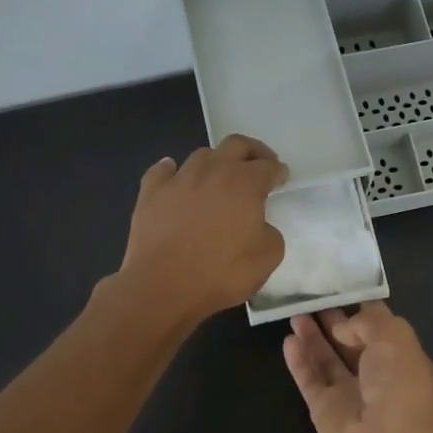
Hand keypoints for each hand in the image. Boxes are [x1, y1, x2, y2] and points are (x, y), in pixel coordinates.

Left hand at [115, 135, 287, 324]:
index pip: (268, 166)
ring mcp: (178, 179)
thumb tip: (259, 226)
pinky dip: (173, 170)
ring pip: (201, 155)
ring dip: (216, 162)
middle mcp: (212, 172)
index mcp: (244, 184)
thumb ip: (270, 233)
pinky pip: (163, 171)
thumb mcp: (267, 258)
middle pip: (236, 145)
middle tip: (258, 165)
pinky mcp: (150, 193)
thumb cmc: (221, 274)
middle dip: (252, 151)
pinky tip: (176, 178)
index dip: (278, 171)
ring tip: (220, 177)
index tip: (281, 178)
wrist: (163, 287)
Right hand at [283, 303, 432, 432]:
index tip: (338, 286)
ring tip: (294, 313)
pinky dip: (299, 360)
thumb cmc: (400, 384)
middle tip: (310, 298)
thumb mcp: (393, 337)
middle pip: (349, 341)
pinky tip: (288, 340)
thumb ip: (365, 322)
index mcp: (400, 356)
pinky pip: (309, 379)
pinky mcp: (324, 409)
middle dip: (332, 320)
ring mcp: (348, 392)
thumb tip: (340, 327)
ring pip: (326, 359)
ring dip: (312, 337)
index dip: (359, 307)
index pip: (378, 326)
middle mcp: (376, 373)